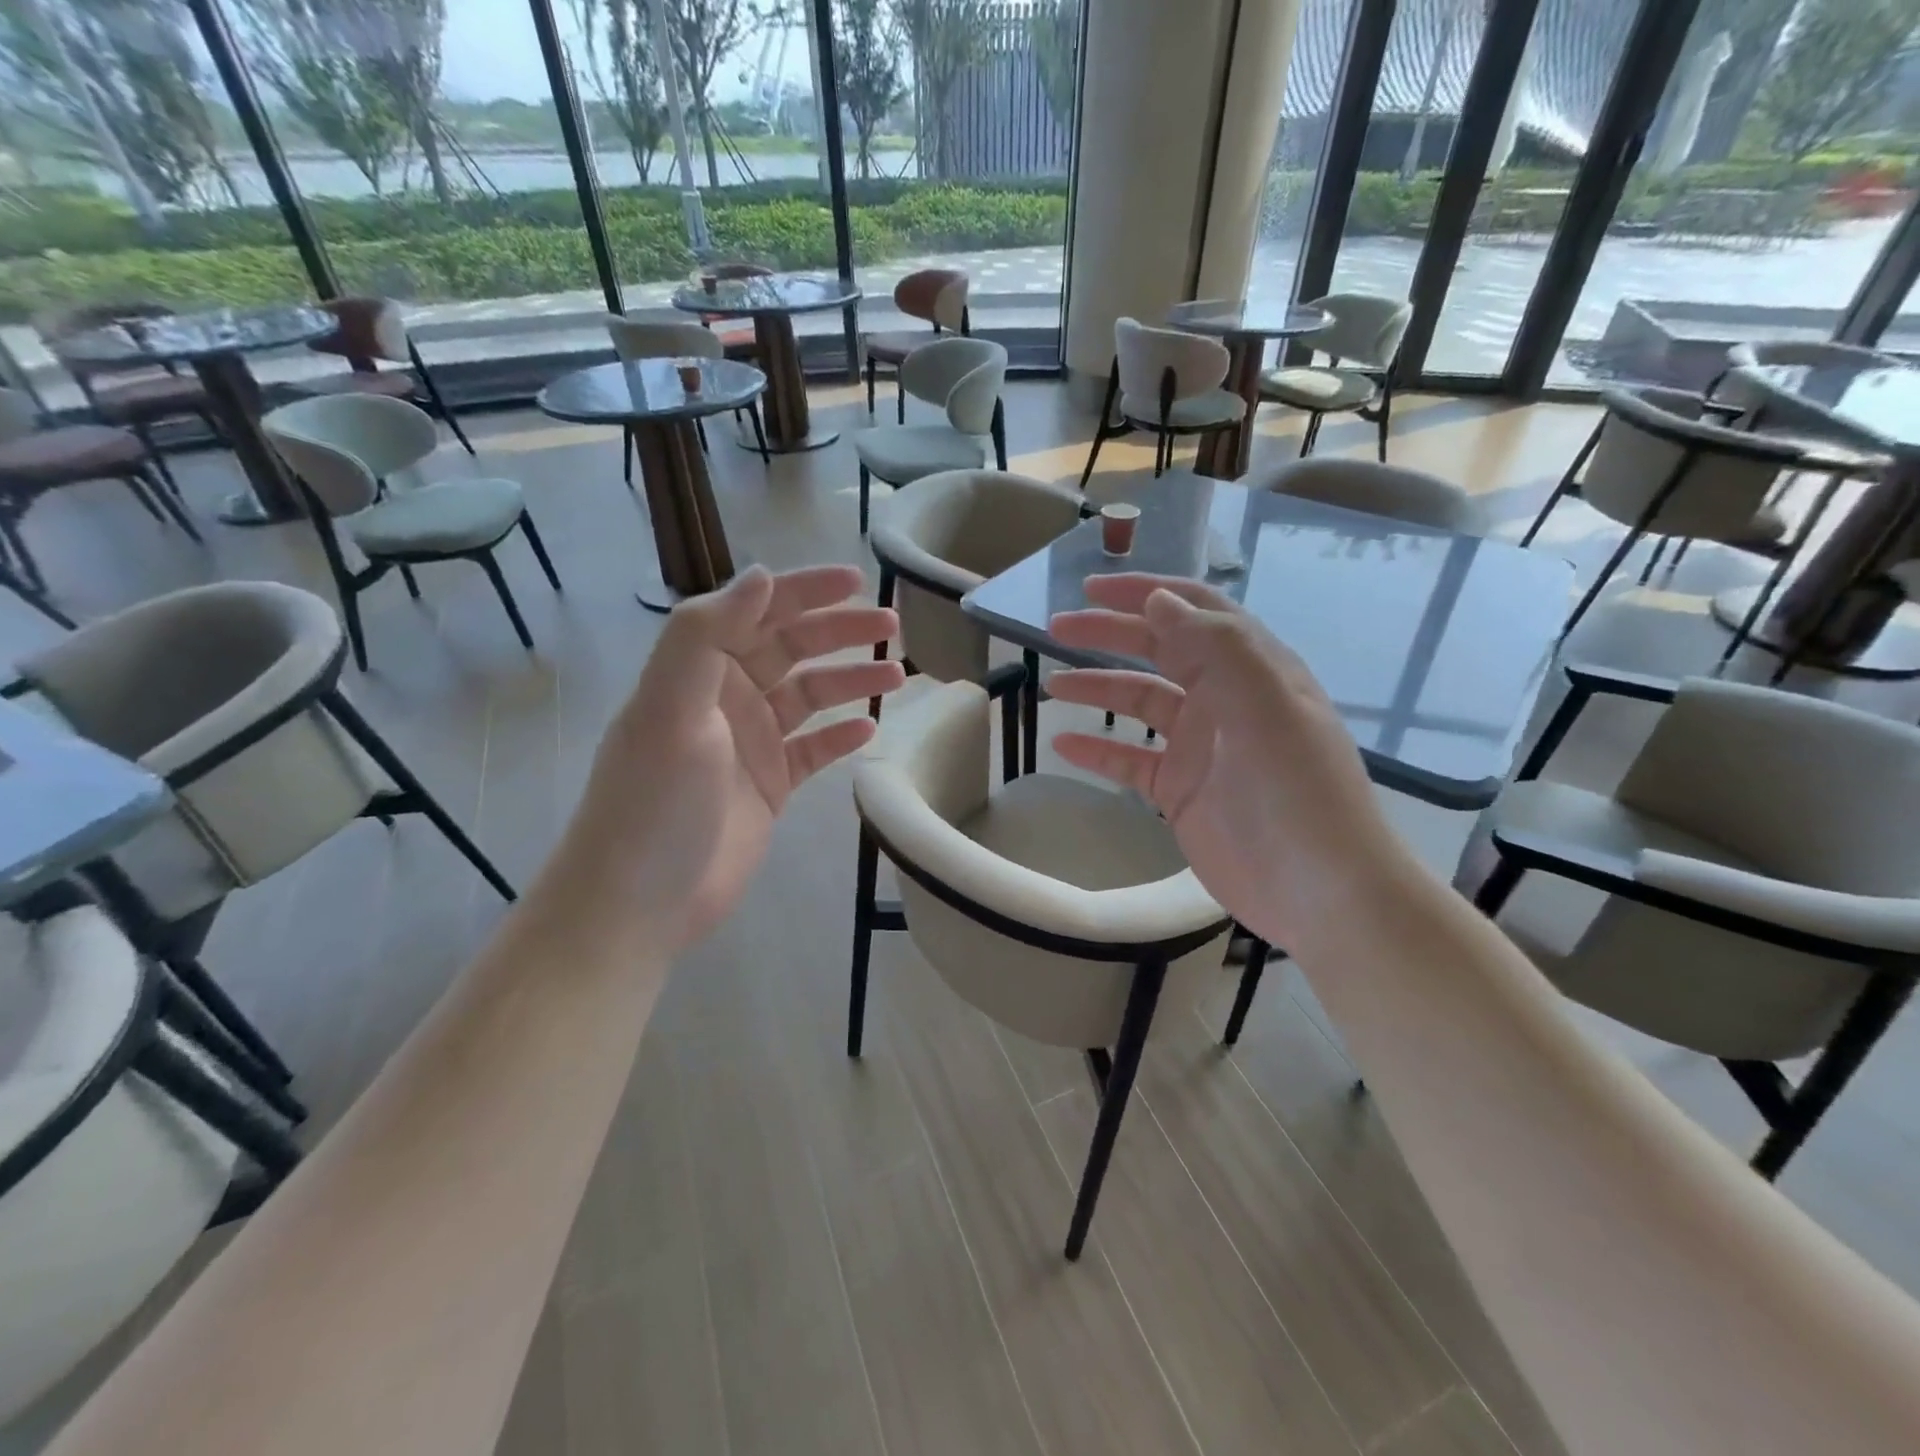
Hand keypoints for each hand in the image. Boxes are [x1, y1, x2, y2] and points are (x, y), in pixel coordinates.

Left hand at [555, 565, 901, 951]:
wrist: (641, 900)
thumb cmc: (653, 800)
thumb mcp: (669, 708)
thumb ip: (705, 636)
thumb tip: (761, 576)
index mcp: (699, 671)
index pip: (758, 613)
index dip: (805, 592)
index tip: (857, 581)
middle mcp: (727, 698)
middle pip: (793, 650)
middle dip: (842, 633)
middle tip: (892, 627)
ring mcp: (752, 743)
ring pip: (810, 697)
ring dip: (851, 681)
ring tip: (898, 675)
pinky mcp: (771, 785)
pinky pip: (814, 750)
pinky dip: (841, 736)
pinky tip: (870, 728)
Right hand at [1047, 574, 1405, 948]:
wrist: (1320, 893)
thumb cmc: (1297, 793)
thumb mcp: (1265, 708)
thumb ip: (1214, 648)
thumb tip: (1158, 599)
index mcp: (1252, 669)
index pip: (1195, 611)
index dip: (1145, 592)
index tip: (1093, 586)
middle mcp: (1225, 699)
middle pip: (1160, 650)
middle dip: (1110, 633)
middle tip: (1057, 626)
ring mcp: (1201, 747)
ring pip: (1140, 703)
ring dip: (1098, 688)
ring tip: (1053, 684)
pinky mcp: (1181, 792)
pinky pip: (1130, 760)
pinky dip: (1098, 749)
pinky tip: (1063, 743)